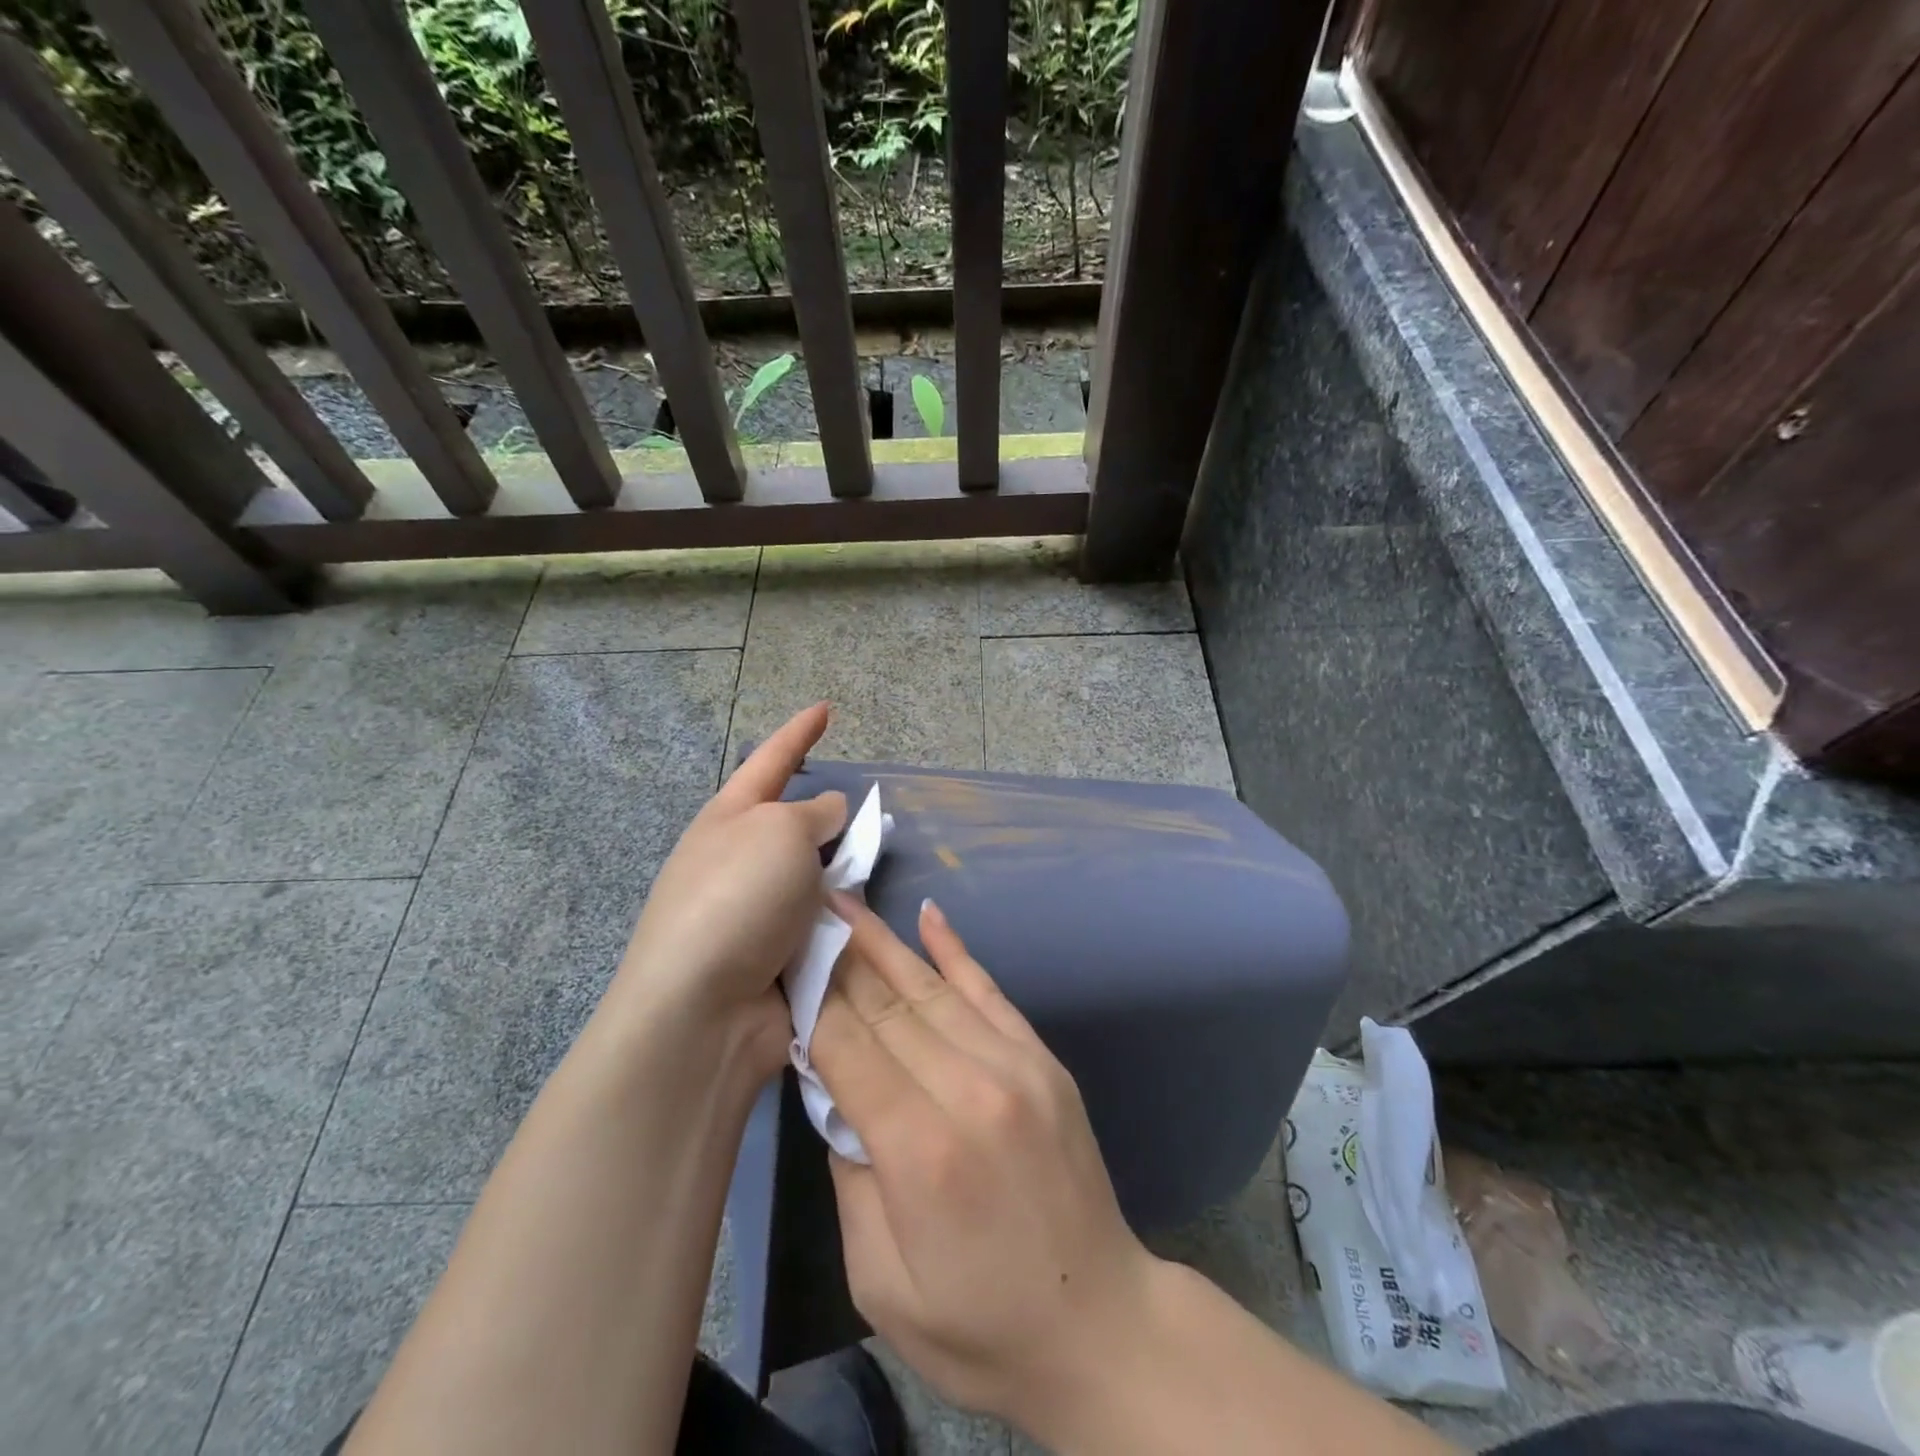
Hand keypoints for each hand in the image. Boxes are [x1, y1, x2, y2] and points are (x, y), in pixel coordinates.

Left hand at [606, 703, 846, 1072]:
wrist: (702, 1011)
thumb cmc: (738, 898)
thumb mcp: (781, 832)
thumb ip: (814, 813)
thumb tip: (828, 813)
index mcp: (730, 818)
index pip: (771, 760)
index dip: (800, 732)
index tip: (826, 708)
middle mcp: (738, 860)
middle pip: (796, 824)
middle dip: (832, 821)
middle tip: (871, 822)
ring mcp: (754, 912)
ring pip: (815, 877)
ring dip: (841, 877)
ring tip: (872, 878)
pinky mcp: (773, 958)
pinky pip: (821, 924)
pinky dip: (841, 920)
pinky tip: (864, 925)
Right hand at [810, 897, 1158, 1434]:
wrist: (1101, 1325)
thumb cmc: (979, 1325)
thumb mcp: (880, 1282)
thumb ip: (850, 1175)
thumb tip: (837, 1090)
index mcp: (921, 1148)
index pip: (846, 1045)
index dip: (809, 996)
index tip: (779, 956)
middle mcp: (969, 1087)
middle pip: (885, 1005)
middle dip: (836, 957)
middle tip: (800, 911)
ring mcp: (1015, 1065)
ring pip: (932, 988)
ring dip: (883, 941)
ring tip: (845, 901)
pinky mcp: (1043, 1060)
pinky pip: (991, 991)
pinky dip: (956, 950)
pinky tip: (929, 915)